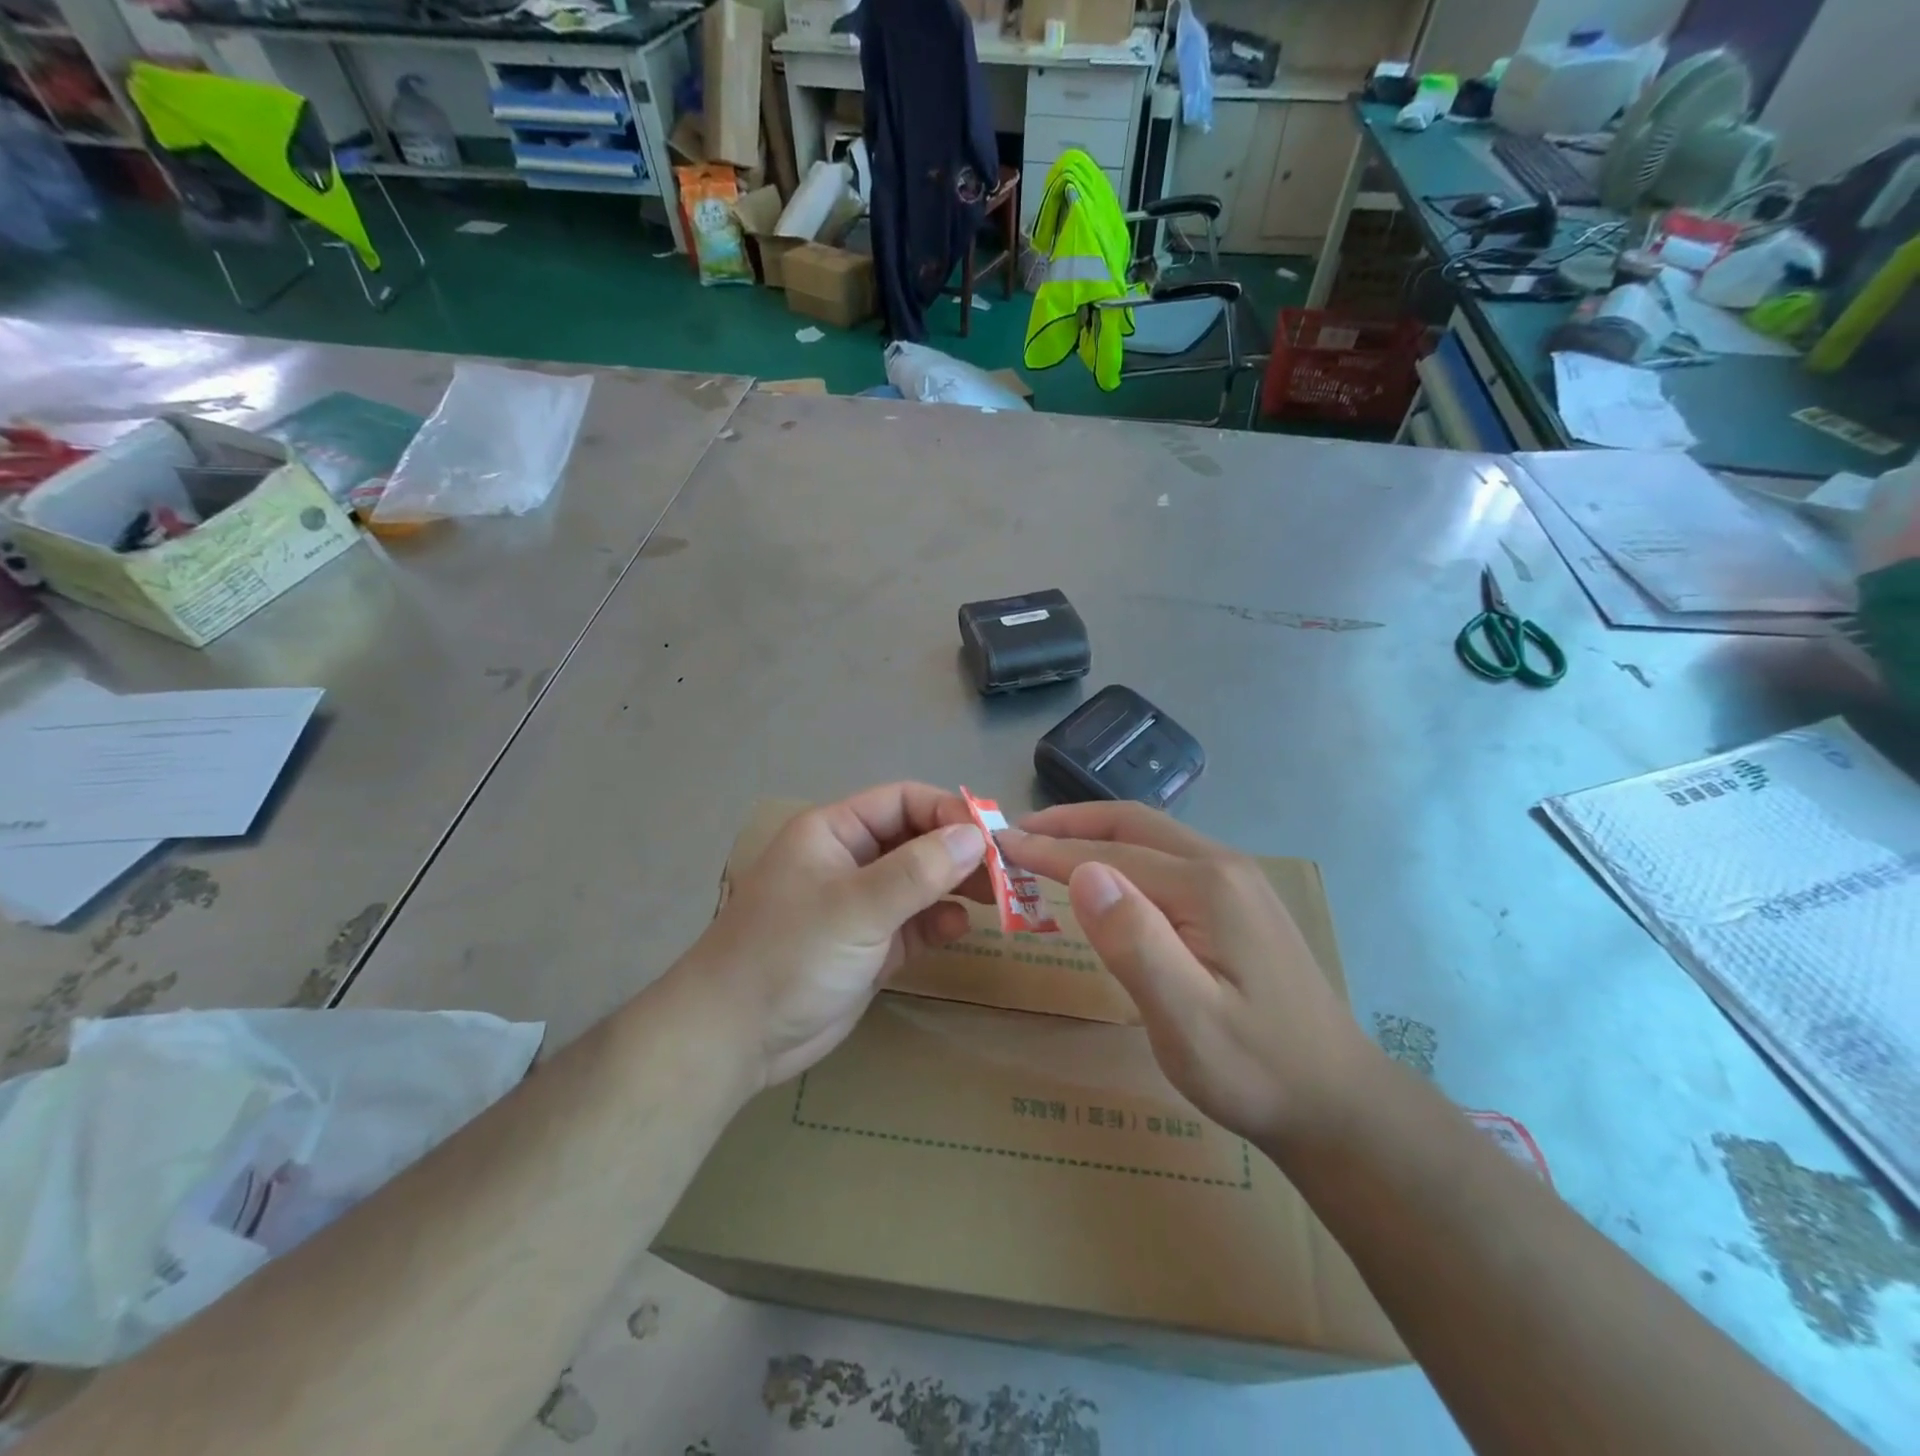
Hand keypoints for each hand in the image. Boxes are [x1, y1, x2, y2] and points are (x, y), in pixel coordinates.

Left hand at [685, 783, 987, 1088]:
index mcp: (834, 832)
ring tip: (999, 897)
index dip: (948, 811)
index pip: (902, 801)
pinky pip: (914, 923)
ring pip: (920, 882)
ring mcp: (860, 906)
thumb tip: (976, 834)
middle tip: (1006, 870)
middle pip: (916, 840)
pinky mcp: (869, 947)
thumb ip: (918, 870)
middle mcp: (850, 861)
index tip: (992, 835)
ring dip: (957, 886)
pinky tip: (959, 928)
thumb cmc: (790, 954)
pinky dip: (939, 922)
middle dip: (959, 851)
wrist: (735, 1037)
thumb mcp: (856, 906)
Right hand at [1001, 803, 1376, 1147]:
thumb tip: (1083, 873)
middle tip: (1016, 835)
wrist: (1339, 1103)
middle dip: (1069, 824)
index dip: (1048, 849)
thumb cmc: (1255, 1069)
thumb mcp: (1188, 1019)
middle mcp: (1224, 866)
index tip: (997, 844)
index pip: (1109, 854)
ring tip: (1047, 848)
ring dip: (1095, 836)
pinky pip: (1168, 859)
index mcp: (1207, 886)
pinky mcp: (1239, 902)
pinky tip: (1106, 878)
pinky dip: (1122, 855)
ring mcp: (1237, 881)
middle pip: (1132, 825)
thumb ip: (1135, 942)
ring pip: (1152, 838)